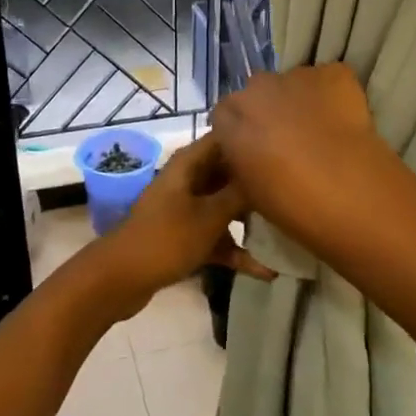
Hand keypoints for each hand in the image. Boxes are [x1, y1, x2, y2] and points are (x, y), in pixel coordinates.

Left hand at [81, 134, 272, 319]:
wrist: (120, 278)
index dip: (252, 137)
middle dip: (259, 184)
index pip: (225, 137)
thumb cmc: (167, 238)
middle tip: (295, 191)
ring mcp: (186, 209)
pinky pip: (216, 237)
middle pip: (229, 173)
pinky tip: (266, 271)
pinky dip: (235, 250)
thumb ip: (240, 194)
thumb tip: (267, 173)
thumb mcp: (210, 216)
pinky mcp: (184, 236)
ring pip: (225, 207)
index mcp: (190, 164)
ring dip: (250, 221)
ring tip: (288, 231)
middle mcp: (189, 180)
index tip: (287, 142)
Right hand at [207, 63, 402, 252]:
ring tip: (320, 131)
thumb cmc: (293, 205)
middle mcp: (257, 89)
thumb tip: (247, 157)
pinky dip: (333, 94)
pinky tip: (344, 120)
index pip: (225, 115)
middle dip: (267, 111)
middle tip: (286, 140)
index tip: (255, 149)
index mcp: (231, 119)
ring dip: (299, 101)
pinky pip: (328, 79)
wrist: (349, 193)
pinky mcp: (333, 74)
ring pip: (292, 84)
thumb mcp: (249, 192)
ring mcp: (296, 76)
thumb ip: (241, 164)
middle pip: (256, 93)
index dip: (241, 131)